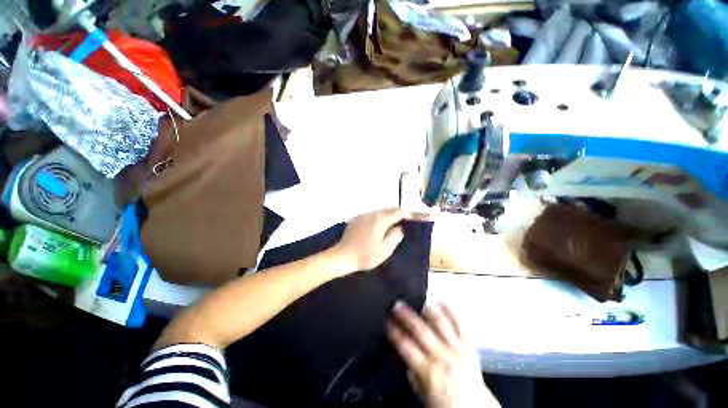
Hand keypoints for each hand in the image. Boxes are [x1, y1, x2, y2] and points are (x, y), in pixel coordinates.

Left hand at [331, 208, 410, 273]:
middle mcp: (371, 214)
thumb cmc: (365, 255)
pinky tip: (376, 228)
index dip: (406, 215)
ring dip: (387, 216)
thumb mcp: (385, 250)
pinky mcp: (355, 219)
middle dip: (397, 213)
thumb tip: (400, 228)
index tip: (410, 221)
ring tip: (391, 226)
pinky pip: (370, 215)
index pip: (397, 212)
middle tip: (403, 222)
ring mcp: (362, 216)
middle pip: (388, 209)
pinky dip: (378, 218)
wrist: (342, 256)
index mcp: (380, 220)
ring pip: (379, 211)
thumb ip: (395, 236)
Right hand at [387, 302, 499, 407]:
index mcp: (429, 372)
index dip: (394, 332)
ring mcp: (458, 349)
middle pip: (421, 330)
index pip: (406, 347)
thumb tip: (402, 350)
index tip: (387, 321)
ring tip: (417, 301)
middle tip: (397, 305)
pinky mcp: (470, 344)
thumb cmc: (445, 403)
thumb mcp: (422, 392)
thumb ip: (411, 370)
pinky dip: (451, 311)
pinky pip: (460, 323)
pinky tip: (442, 301)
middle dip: (406, 316)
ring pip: (440, 323)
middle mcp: (443, 357)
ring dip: (427, 310)